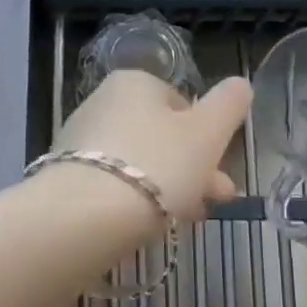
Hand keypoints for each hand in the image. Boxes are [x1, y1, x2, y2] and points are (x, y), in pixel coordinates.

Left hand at [44, 70, 250, 222]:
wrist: (86, 213)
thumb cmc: (157, 164)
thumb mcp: (208, 133)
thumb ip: (228, 105)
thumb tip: (239, 84)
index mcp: (135, 82)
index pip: (181, 104)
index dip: (207, 138)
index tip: (222, 171)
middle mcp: (103, 102)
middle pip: (160, 137)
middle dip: (194, 169)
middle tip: (216, 201)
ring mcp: (81, 139)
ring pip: (139, 162)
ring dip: (169, 188)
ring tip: (188, 221)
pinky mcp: (66, 175)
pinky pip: (113, 184)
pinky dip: (134, 199)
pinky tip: (148, 224)